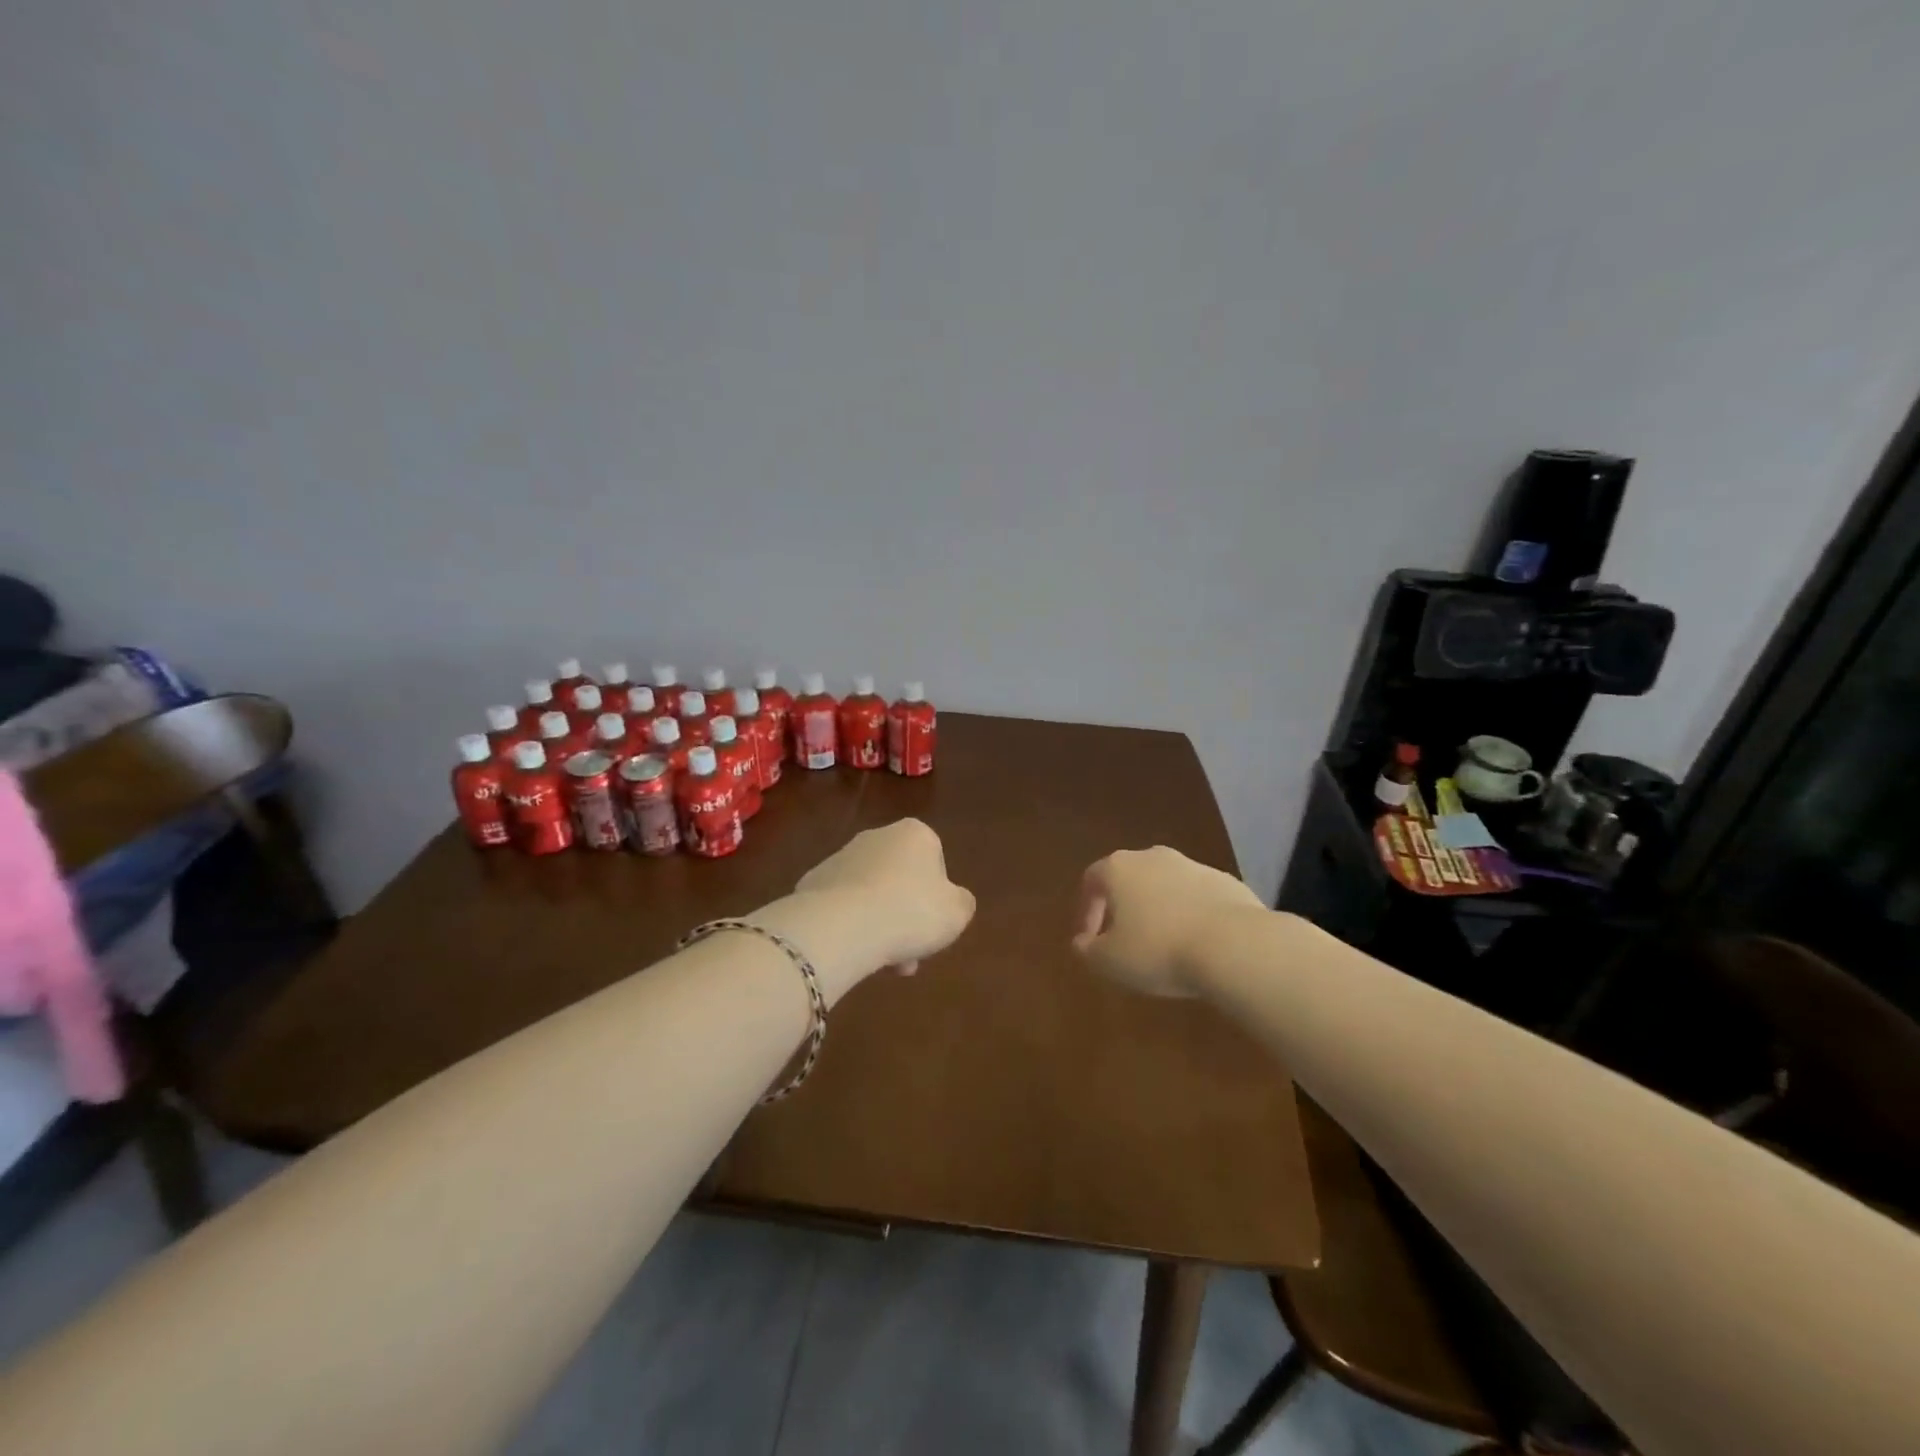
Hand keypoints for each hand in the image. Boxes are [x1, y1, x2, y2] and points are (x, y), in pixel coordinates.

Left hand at [788, 818, 975, 983]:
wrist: (843, 925)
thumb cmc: (911, 912)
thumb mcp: (957, 912)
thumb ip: (961, 902)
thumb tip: (953, 901)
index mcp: (915, 834)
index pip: (935, 862)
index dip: (937, 897)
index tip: (934, 926)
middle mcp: (876, 836)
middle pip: (900, 879)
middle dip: (906, 915)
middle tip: (911, 952)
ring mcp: (840, 857)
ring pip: (871, 895)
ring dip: (880, 924)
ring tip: (883, 962)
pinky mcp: (813, 881)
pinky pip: (842, 906)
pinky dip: (850, 925)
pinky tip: (854, 950)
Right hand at [1072, 845, 1264, 996]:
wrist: (1234, 945)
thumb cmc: (1158, 950)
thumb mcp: (1109, 962)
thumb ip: (1088, 950)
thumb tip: (1082, 943)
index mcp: (1119, 869)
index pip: (1091, 880)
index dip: (1086, 910)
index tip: (1089, 940)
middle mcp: (1153, 857)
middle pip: (1130, 877)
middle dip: (1124, 906)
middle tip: (1124, 939)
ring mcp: (1193, 866)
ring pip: (1166, 886)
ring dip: (1159, 910)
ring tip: (1163, 945)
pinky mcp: (1226, 882)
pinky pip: (1198, 898)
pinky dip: (1191, 915)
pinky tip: (1197, 944)